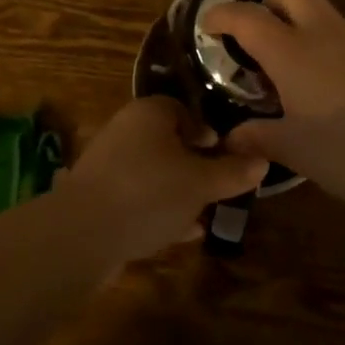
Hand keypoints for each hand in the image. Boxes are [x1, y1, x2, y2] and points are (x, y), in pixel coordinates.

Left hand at [52, 96, 268, 265]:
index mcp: (149, 113)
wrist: (82, 234)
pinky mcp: (98, 196)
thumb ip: (233, 172)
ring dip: (177, 190)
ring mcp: (108, 164)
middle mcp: (125, 130)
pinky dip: (158, 210)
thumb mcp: (201, 183)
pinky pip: (137, 197)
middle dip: (194, 165)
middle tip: (217, 187)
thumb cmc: (149, 193)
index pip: (182, 110)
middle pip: (167, 142)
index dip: (206, 132)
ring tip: (203, 214)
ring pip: (153, 172)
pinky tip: (179, 233)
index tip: (225, 155)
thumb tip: (262, 160)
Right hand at [202, 0, 344, 211]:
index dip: (222, 14)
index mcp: (292, 53)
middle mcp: (326, 32)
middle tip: (262, 32)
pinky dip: (343, 53)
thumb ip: (258, 137)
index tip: (209, 24)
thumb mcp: (295, 151)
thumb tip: (231, 138)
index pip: (246, 17)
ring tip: (311, 74)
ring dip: (310, 30)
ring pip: (328, 15)